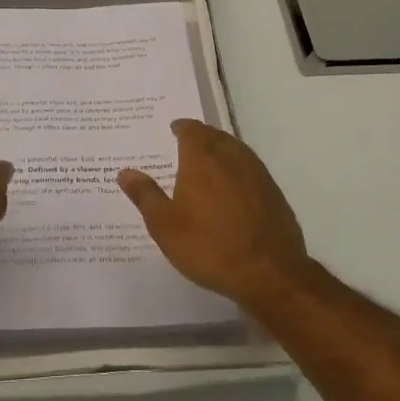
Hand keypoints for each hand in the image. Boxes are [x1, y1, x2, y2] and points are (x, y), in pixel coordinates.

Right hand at [118, 120, 311, 306]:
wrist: (269, 273)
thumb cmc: (208, 246)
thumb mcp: (165, 225)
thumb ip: (145, 195)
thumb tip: (125, 172)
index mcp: (202, 159)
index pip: (191, 130)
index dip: (182, 127)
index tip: (174, 129)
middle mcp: (231, 157)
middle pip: (215, 136)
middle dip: (201, 136)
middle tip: (188, 143)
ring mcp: (257, 173)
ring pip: (236, 150)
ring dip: (221, 149)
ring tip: (210, 161)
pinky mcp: (274, 192)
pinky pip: (251, 169)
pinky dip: (238, 169)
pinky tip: (234, 187)